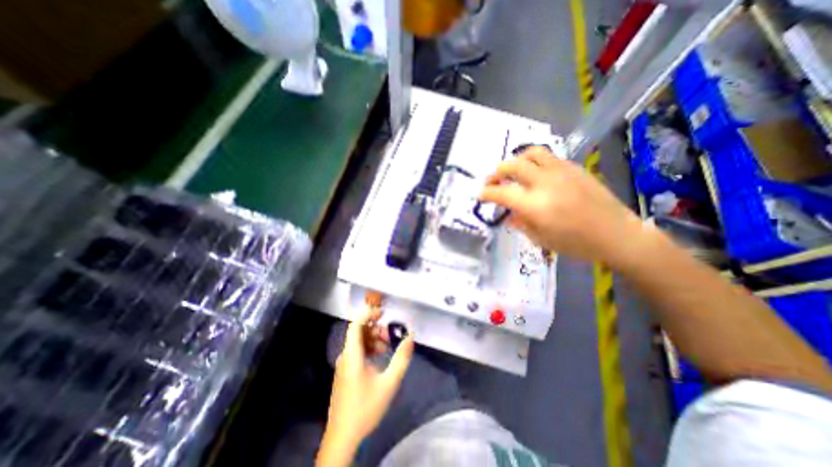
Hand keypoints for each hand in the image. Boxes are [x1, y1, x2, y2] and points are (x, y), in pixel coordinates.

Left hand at [315, 308, 411, 465]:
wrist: (343, 437)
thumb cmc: (366, 408)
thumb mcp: (389, 382)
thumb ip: (402, 358)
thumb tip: (411, 336)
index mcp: (352, 355)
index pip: (356, 324)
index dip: (368, 314)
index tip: (383, 312)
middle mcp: (345, 355)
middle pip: (358, 332)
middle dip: (375, 328)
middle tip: (390, 334)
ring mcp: (343, 364)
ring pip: (358, 342)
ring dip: (373, 339)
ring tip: (387, 346)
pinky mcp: (344, 372)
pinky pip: (356, 351)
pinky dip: (369, 348)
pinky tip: (379, 357)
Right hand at [481, 148, 640, 267]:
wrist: (617, 234)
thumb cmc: (576, 244)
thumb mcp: (541, 239)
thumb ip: (520, 223)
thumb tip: (509, 214)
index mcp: (534, 205)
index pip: (501, 193)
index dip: (486, 193)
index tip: (480, 195)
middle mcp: (544, 183)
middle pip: (511, 166)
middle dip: (496, 173)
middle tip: (492, 181)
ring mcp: (560, 171)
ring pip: (530, 154)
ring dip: (515, 161)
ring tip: (512, 171)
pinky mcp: (573, 168)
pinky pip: (548, 157)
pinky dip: (534, 162)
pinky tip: (535, 174)